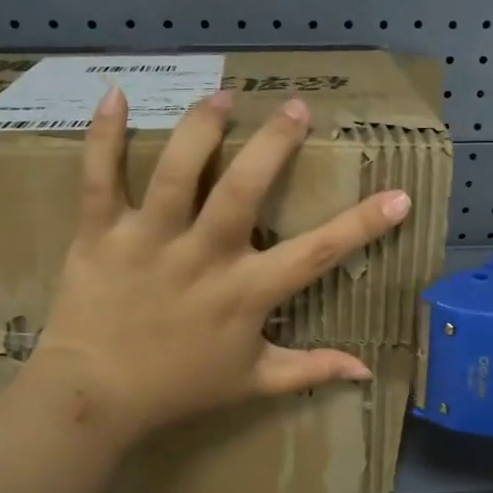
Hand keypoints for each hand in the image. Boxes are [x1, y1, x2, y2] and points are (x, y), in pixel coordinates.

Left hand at [24, 85, 411, 445]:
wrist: (95, 398)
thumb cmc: (179, 388)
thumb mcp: (254, 382)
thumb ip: (310, 369)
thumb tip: (365, 371)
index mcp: (245, 293)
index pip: (315, 254)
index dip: (362, 225)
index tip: (398, 195)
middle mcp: (202, 257)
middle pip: (242, 190)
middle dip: (273, 144)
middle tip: (295, 108)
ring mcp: (149, 241)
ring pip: (175, 172)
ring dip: (200, 128)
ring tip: (223, 97)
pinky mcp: (100, 234)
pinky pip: (99, 178)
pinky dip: (103, 136)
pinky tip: (113, 95)